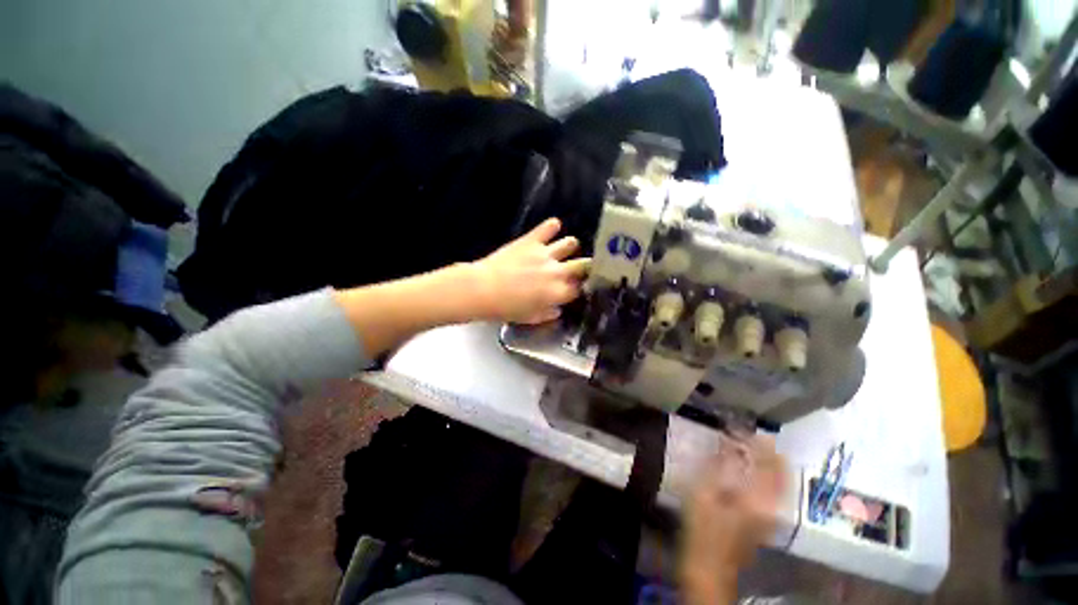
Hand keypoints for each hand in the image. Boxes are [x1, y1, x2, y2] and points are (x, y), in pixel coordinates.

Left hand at [470, 218, 589, 323]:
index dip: (581, 287)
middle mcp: (558, 271)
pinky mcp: (532, 240)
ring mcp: (546, 253)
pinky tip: (552, 228)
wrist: (483, 290)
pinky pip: (549, 226)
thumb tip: (557, 309)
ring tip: (564, 249)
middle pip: (584, 265)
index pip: (580, 288)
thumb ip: (548, 314)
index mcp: (558, 293)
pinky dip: (552, 226)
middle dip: (586, 266)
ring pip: (571, 243)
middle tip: (580, 268)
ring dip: (569, 247)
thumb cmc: (506, 308)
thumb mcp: (530, 318)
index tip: (578, 287)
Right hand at [680, 435, 786, 603]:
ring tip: (744, 443)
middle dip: (765, 447)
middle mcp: (774, 504)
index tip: (738, 426)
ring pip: (779, 476)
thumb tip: (729, 442)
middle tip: (744, 432)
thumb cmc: (702, 527)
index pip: (768, 460)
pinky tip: (747, 463)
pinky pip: (773, 485)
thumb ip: (720, 465)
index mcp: (759, 498)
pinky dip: (764, 469)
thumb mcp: (704, 492)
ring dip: (765, 457)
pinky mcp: (767, 516)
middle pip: (780, 468)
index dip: (756, 440)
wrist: (710, 565)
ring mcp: (773, 512)